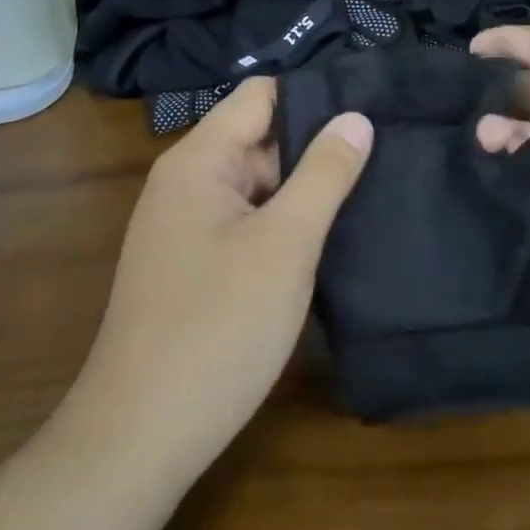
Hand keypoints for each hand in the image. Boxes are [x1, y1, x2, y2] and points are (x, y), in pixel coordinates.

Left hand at [71, 77, 372, 473]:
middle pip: (260, 139)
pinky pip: (245, 222)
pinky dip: (283, 225)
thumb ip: (324, 175)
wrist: (142, 434)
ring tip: (372, 192)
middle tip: (388, 155)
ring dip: (303, 190)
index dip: (316, 95)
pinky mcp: (193, 264)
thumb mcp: (285, 244)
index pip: (261, 95)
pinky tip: (328, 239)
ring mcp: (186, 225)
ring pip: (256, 185)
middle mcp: (185, 182)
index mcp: (199, 160)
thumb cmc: (218, 328)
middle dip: (316, 146)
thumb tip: (356, 117)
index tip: (374, 107)